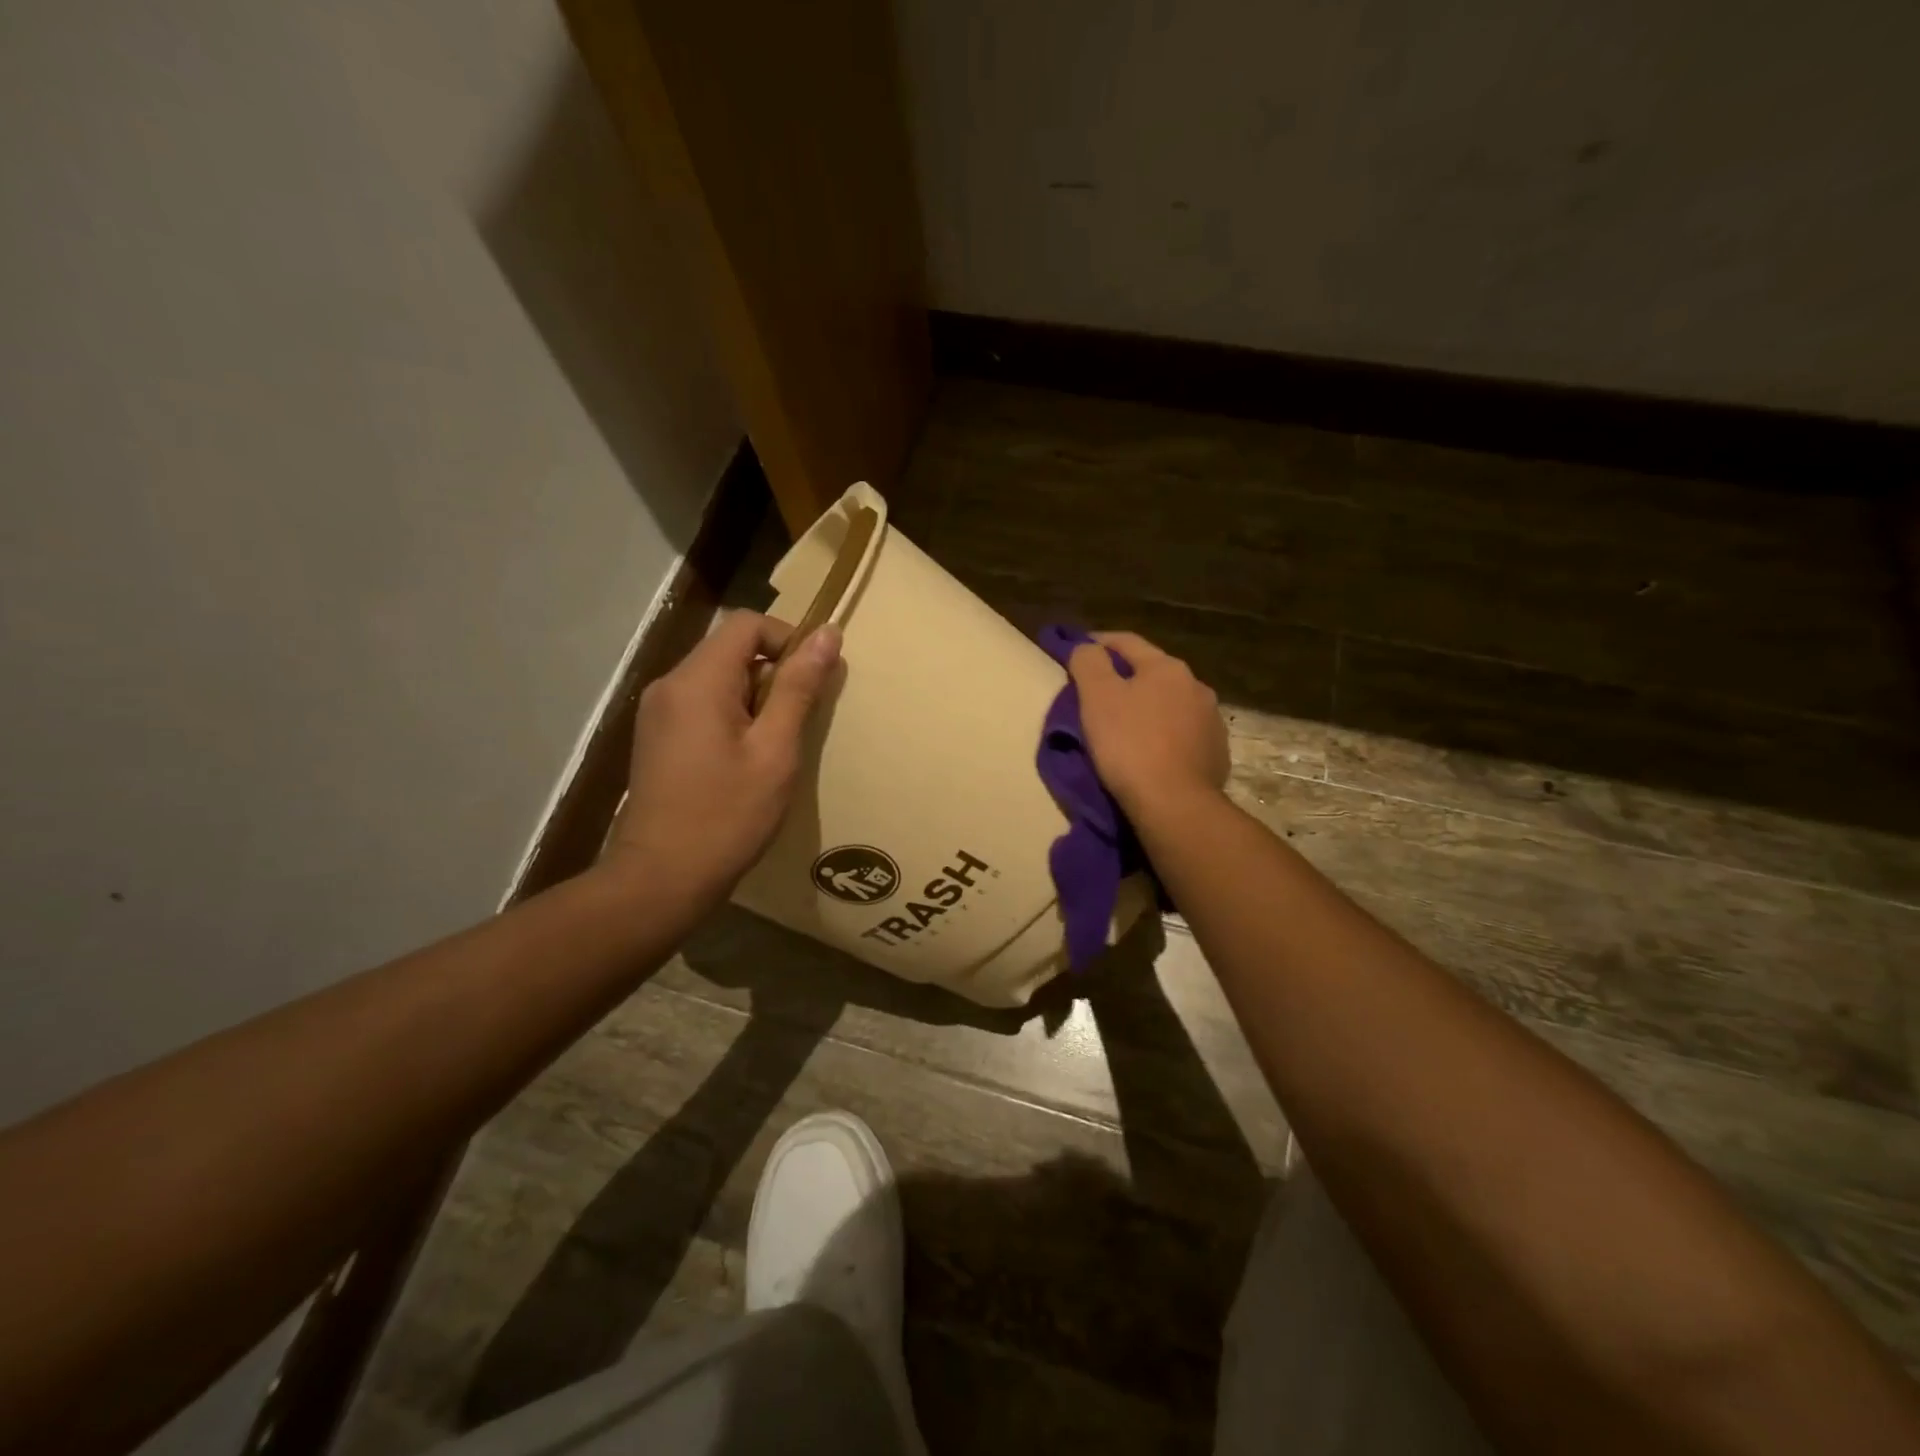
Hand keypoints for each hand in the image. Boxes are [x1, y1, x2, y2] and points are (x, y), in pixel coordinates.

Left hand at [607, 611, 840, 900]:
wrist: (661, 879)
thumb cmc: (727, 815)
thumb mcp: (775, 750)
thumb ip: (798, 688)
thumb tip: (827, 634)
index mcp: (697, 681)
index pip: (747, 624)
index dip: (788, 640)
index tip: (813, 681)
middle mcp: (669, 685)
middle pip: (730, 649)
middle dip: (773, 673)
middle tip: (798, 722)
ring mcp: (657, 712)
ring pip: (717, 678)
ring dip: (754, 698)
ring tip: (774, 747)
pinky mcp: (655, 737)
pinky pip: (701, 704)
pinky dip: (732, 716)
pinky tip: (745, 760)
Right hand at [1068, 631, 1227, 819]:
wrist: (1174, 804)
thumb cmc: (1130, 744)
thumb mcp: (1097, 697)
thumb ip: (1088, 662)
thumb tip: (1086, 647)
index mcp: (1166, 668)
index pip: (1127, 642)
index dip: (1098, 642)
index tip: (1077, 649)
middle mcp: (1196, 686)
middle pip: (1152, 673)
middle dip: (1126, 678)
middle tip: (1099, 692)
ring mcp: (1211, 721)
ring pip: (1171, 704)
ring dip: (1149, 707)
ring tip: (1126, 725)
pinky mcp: (1217, 754)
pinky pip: (1184, 735)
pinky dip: (1165, 735)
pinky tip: (1152, 751)